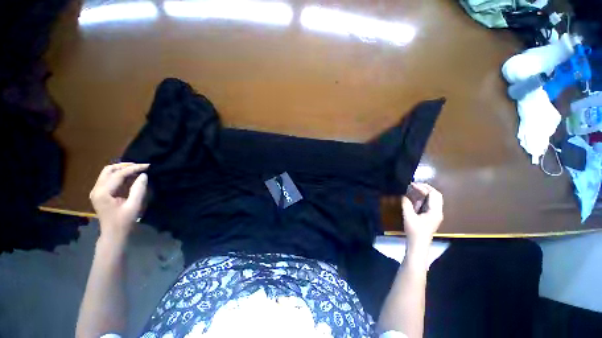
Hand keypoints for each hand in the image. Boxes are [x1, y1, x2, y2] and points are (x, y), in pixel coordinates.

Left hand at [89, 163, 148, 241]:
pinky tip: (130, 176)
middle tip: (141, 166)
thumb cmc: (124, 221)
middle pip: (109, 170)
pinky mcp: (100, 193)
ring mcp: (96, 191)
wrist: (113, 234)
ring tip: (137, 170)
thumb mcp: (134, 205)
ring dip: (122, 169)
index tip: (147, 166)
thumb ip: (138, 189)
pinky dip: (119, 175)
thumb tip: (144, 175)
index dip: (133, 169)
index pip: (118, 174)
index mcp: (103, 193)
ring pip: (107, 173)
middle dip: (125, 166)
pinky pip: (108, 178)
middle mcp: (96, 189)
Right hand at [402, 183, 443, 247]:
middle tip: (414, 184)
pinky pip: (430, 204)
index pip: (433, 194)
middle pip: (436, 195)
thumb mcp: (408, 216)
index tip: (412, 184)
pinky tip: (414, 198)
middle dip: (425, 188)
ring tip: (413, 189)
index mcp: (435, 211)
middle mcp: (438, 211)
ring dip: (424, 193)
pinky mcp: (431, 216)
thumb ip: (406, 204)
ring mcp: (435, 214)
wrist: (418, 245)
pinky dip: (423, 198)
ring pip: (433, 199)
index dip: (423, 187)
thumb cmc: (414, 231)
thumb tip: (403, 195)